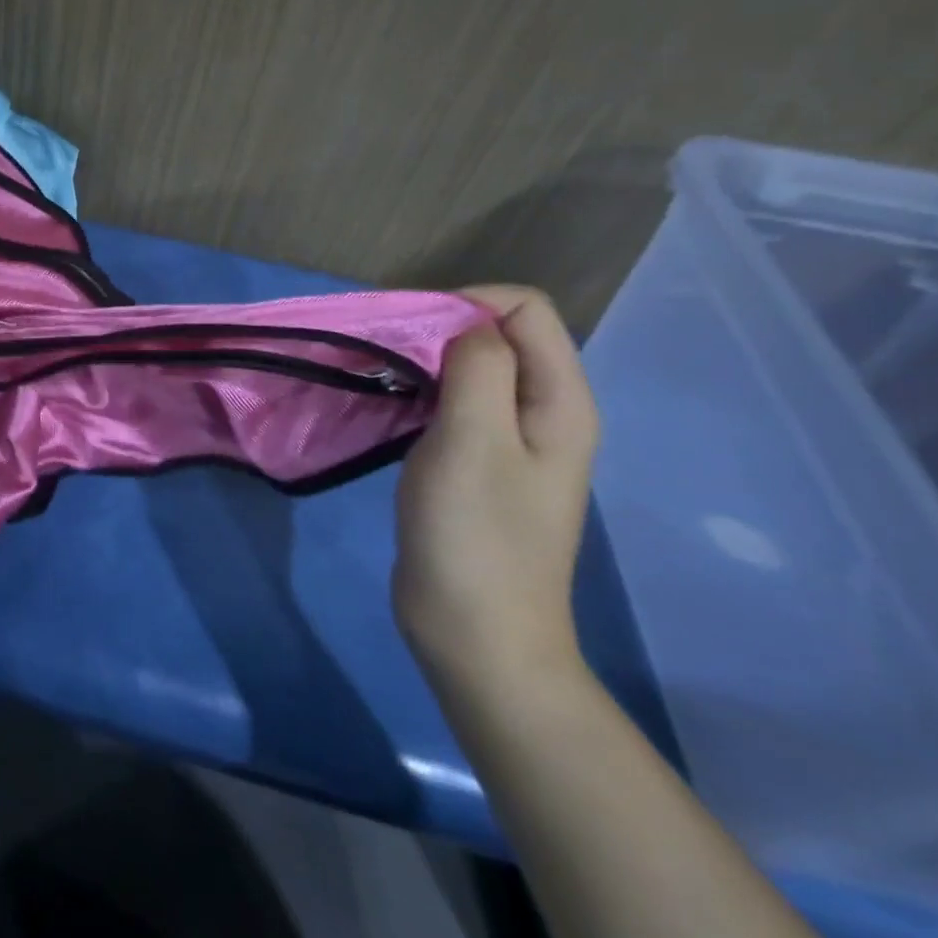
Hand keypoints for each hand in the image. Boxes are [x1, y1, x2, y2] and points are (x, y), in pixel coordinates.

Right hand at [393, 285, 598, 700]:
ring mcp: (510, 441)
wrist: (475, 634)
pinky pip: (453, 405)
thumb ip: (479, 367)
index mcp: (559, 401)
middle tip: (384, 354)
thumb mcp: (474, 440)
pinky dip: (419, 393)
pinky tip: (387, 410)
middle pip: (499, 335)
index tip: (410, 330)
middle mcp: (543, 412)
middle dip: (439, 329)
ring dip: (423, 362)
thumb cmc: (475, 536)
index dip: (467, 303)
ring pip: (470, 369)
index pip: (526, 309)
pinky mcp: (477, 464)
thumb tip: (466, 325)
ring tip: (378, 377)